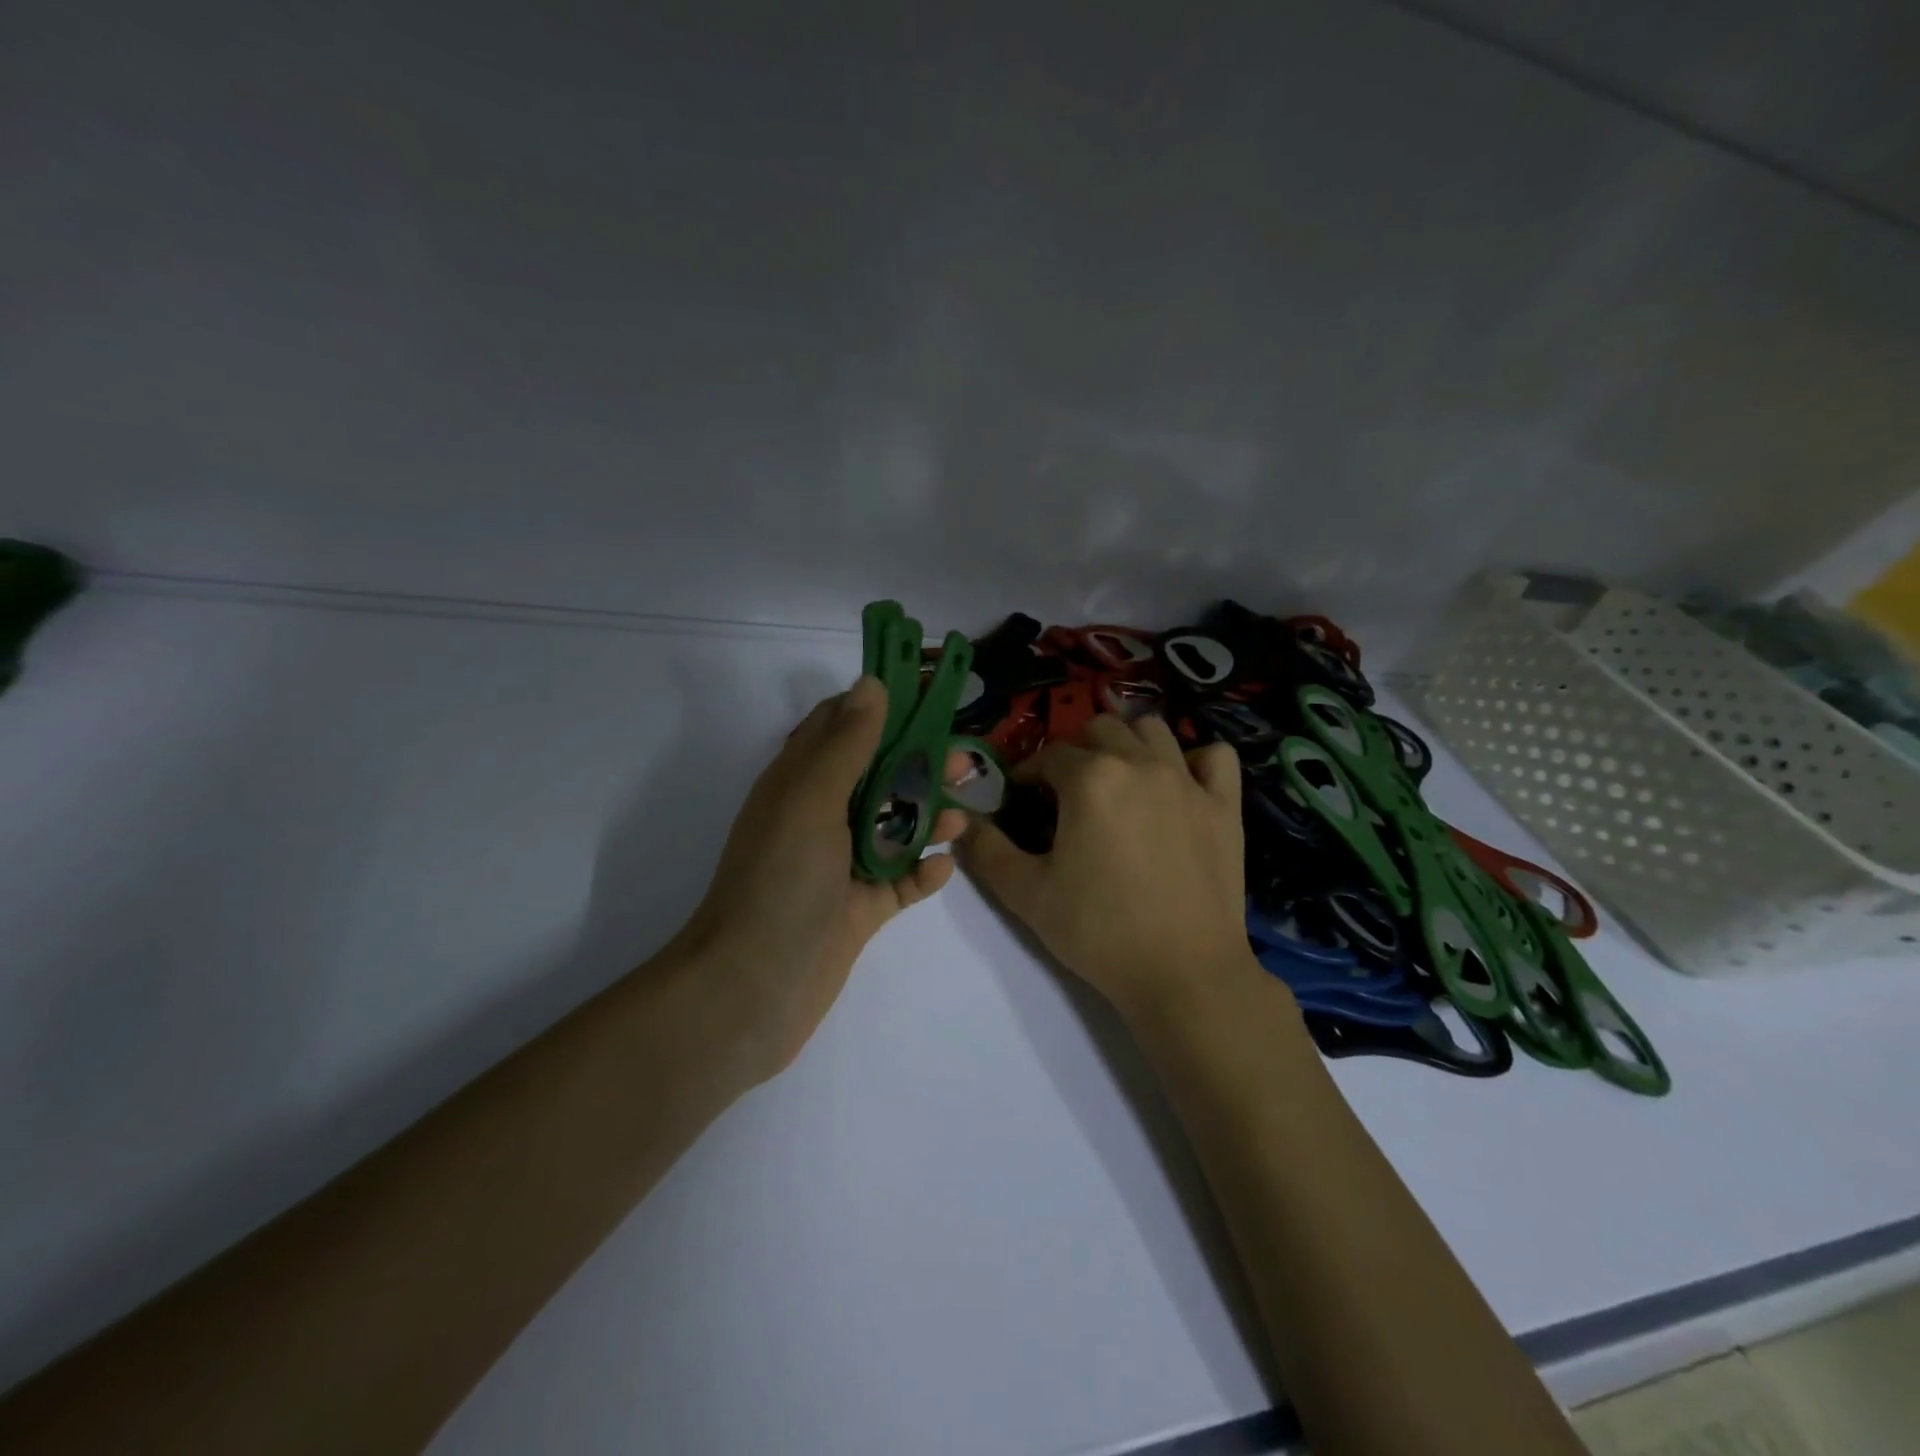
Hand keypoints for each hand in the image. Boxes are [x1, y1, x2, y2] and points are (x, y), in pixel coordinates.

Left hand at [674, 677, 965, 1080]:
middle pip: (880, 775)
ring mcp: (841, 865)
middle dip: (921, 764)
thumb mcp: (811, 798)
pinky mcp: (860, 909)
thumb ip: (846, 743)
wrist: (754, 986)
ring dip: (928, 817)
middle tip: (966, 763)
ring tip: (962, 817)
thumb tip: (872, 683)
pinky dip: (922, 872)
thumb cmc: (781, 879)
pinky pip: (900, 880)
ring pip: (895, 826)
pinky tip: (943, 867)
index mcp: (800, 781)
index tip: (930, 697)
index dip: (883, 707)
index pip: (842, 726)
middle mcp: (821, 816)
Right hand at [962, 715, 1259, 1023]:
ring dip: (1128, 743)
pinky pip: (1215, 756)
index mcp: (1090, 779)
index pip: (1049, 755)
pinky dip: (1195, 760)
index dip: (1028, 773)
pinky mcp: (1225, 806)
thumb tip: (963, 823)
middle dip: (1076, 750)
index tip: (1021, 797)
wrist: (1183, 974)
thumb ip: (987, 851)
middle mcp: (1140, 764)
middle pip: (1101, 729)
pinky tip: (1181, 785)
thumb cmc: (1099, 931)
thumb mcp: (1027, 895)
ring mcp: (1189, 781)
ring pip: (1153, 730)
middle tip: (1067, 790)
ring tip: (1118, 779)